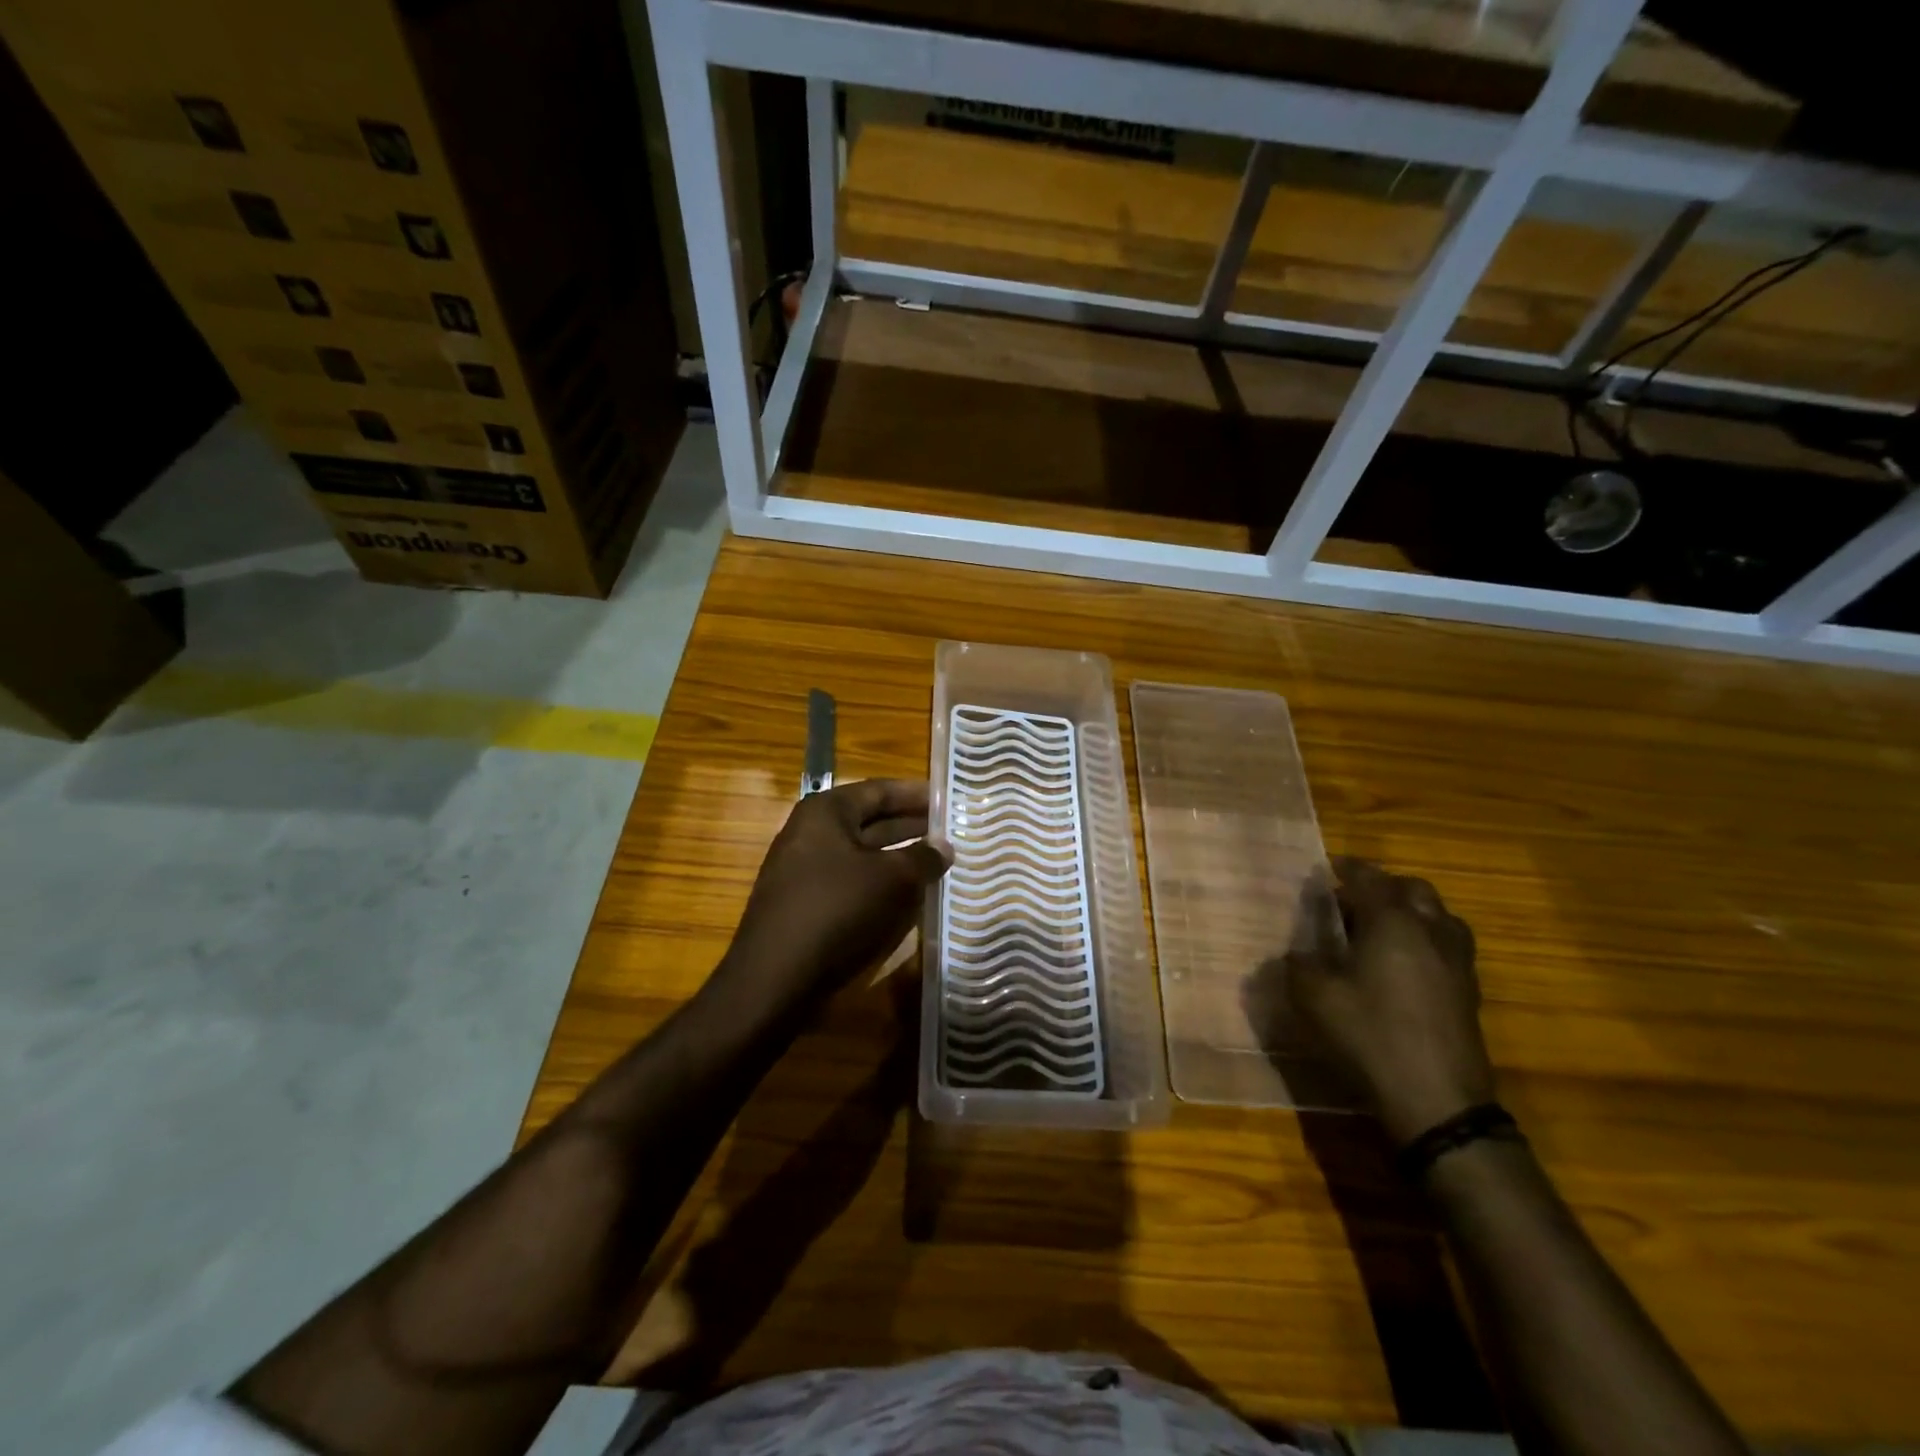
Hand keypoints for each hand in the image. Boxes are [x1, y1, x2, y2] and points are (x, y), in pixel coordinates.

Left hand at [715, 780, 949, 1018]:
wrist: (775, 980)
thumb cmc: (837, 910)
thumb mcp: (893, 879)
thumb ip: (923, 857)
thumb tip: (944, 847)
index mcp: (826, 812)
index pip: (879, 790)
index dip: (916, 794)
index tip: (949, 798)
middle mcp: (810, 834)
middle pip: (871, 821)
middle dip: (912, 826)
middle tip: (953, 832)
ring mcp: (805, 871)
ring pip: (864, 856)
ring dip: (900, 859)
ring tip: (941, 863)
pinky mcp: (807, 906)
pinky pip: (853, 884)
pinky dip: (882, 886)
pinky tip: (911, 897)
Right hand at [1287, 857, 1495, 1144]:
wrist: (1437, 1099)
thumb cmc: (1370, 1035)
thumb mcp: (1315, 997)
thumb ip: (1299, 965)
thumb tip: (1296, 953)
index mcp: (1392, 922)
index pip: (1369, 878)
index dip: (1346, 868)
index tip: (1327, 867)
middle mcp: (1430, 931)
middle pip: (1413, 889)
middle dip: (1383, 886)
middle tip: (1352, 899)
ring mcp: (1457, 961)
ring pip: (1438, 916)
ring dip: (1410, 911)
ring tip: (1381, 927)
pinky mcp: (1468, 991)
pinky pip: (1447, 945)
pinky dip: (1424, 939)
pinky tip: (1403, 963)